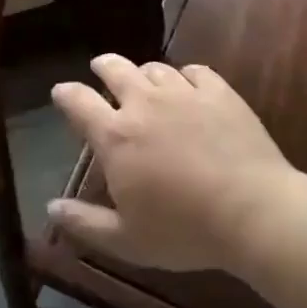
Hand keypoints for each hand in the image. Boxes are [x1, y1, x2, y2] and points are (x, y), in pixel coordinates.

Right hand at [47, 55, 293, 272]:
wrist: (255, 212)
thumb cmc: (185, 230)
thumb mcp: (127, 241)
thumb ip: (85, 223)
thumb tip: (51, 208)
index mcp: (115, 136)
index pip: (78, 101)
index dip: (65, 94)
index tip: (61, 93)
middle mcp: (144, 103)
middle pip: (115, 68)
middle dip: (103, 66)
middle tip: (100, 69)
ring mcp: (184, 93)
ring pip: (155, 68)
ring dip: (144, 73)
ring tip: (146, 82)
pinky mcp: (219, 92)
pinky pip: (196, 71)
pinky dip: (186, 76)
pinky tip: (190, 87)